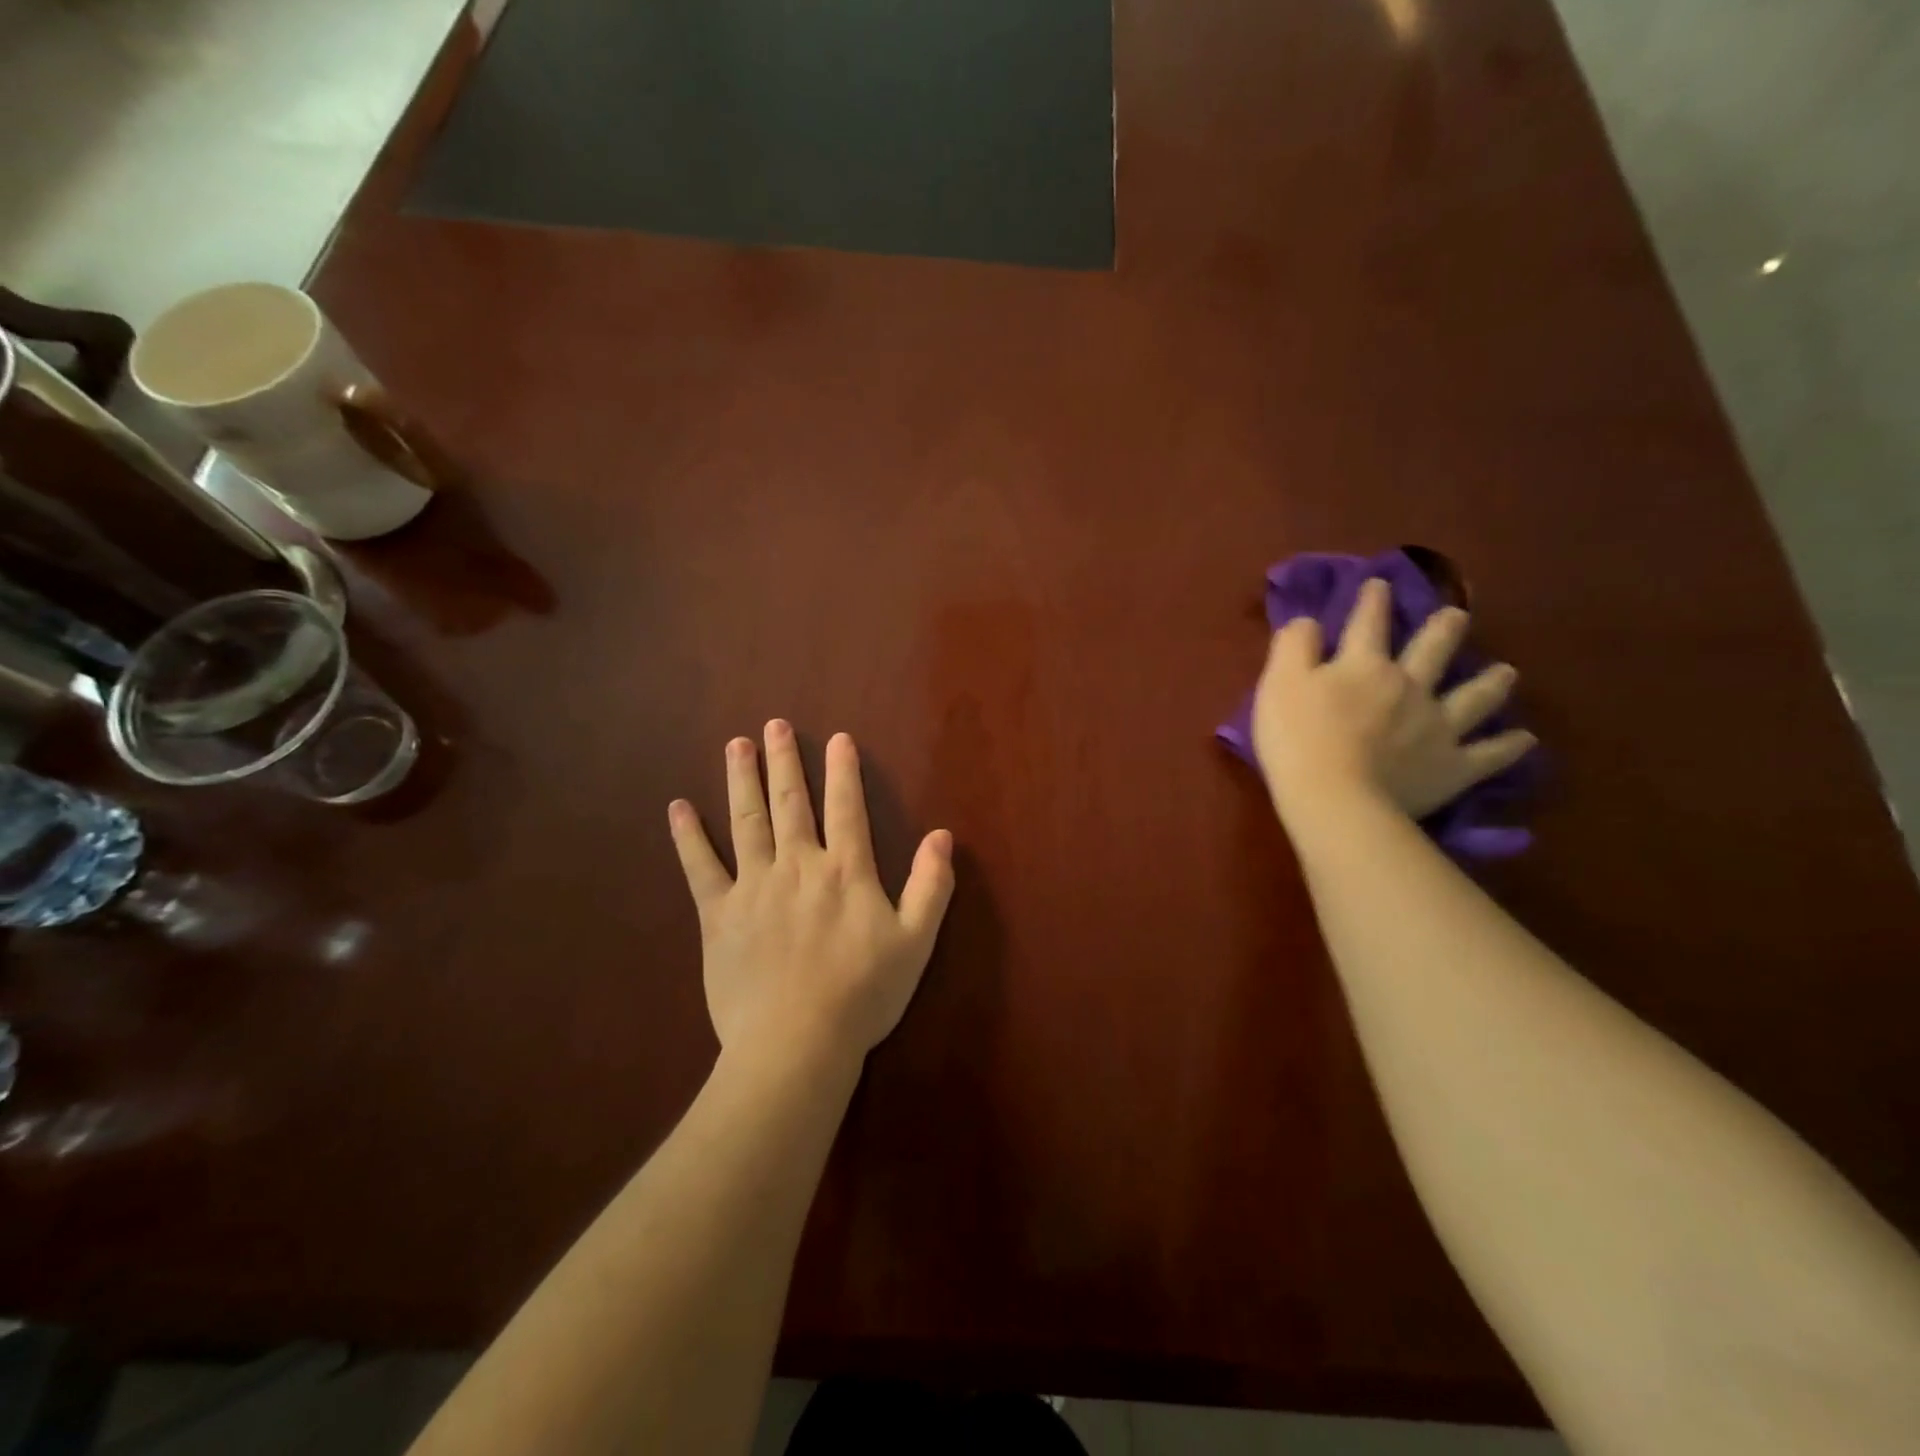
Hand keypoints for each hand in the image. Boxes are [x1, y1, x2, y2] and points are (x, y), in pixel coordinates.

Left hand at [668, 721, 954, 1069]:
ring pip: (746, 821)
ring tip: (736, 744)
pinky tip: (678, 808)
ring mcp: (753, 887)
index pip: (845, 807)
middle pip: (790, 802)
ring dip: (741, 779)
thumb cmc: (863, 994)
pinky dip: (688, 837)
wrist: (797, 1043)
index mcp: (845, 871)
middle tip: (774, 725)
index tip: (837, 738)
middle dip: (784, 761)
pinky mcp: (718, 915)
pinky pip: (699, 868)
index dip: (843, 770)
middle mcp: (797, 865)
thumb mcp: (916, 942)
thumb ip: (931, 885)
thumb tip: (942, 835)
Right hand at [1253, 578, 1534, 823]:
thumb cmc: (1297, 737)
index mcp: (1365, 665)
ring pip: (1473, 697)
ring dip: (1490, 682)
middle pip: (1432, 650)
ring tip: (1506, 672)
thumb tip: (1310, 621)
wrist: (1334, 797)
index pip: (1369, 623)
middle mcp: (1410, 686)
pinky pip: (1488, 754)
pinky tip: (1524, 740)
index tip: (1379, 583)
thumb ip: (1294, 645)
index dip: (1372, 600)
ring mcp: (1438, 726)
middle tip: (1457, 615)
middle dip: (1444, 629)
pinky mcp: (1452, 766)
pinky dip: (1508, 746)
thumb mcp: (1279, 682)